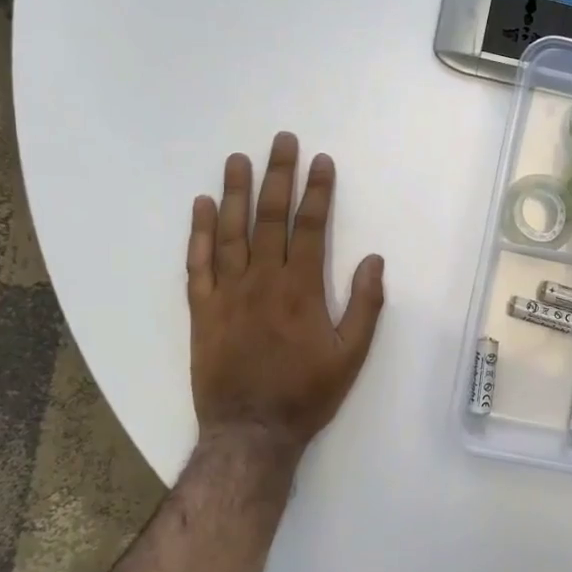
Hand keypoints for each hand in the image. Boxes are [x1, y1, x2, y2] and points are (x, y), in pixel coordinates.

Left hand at [187, 133, 384, 459]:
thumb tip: (373, 260)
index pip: (310, 227)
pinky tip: (201, 206)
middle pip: (270, 218)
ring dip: (235, 192)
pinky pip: (198, 263)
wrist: (251, 431)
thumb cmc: (307, 394)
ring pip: (230, 231)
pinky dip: (199, 233)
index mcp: (301, 289)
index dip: (317, 191)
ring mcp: (228, 293)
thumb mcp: (351, 355)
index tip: (321, 161)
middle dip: (278, 176)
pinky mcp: (202, 309)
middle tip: (281, 141)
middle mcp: (262, 280)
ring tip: (238, 159)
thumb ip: (364, 305)